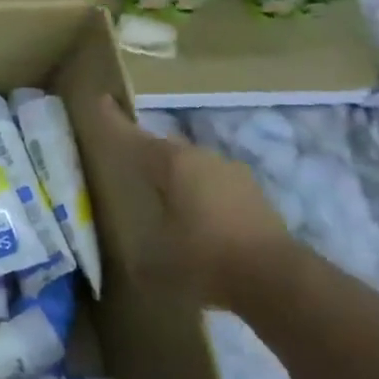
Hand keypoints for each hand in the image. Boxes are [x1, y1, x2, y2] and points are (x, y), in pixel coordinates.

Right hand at [94, 97, 295, 310]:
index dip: (113, 121)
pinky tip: (199, 218)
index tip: (101, 99)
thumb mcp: (157, 260)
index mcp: (172, 163)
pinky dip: (202, 195)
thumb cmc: (205, 259)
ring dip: (178, 177)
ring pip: (194, 166)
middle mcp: (201, 158)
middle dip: (147, 153)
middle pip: (165, 149)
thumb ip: (137, 253)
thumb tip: (128, 260)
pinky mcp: (254, 195)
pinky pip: (216, 186)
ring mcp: (232, 173)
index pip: (133, 136)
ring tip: (164, 197)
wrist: (277, 279)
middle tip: (130, 165)